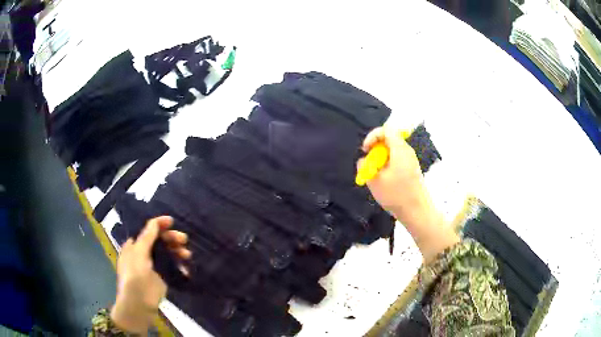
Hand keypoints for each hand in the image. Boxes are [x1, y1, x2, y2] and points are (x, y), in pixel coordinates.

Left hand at [110, 216, 190, 333]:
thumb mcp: (138, 255)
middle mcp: (143, 253)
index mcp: (134, 246)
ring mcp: (153, 266)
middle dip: (171, 238)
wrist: (139, 306)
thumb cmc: (134, 277)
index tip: (171, 221)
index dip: (158, 224)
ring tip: (187, 255)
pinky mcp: (162, 277)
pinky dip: (179, 266)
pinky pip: (172, 267)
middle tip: (183, 239)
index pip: (147, 230)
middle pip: (159, 240)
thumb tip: (154, 222)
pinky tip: (185, 269)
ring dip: (177, 251)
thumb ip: (147, 238)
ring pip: (167, 253)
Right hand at [359, 126, 458, 261]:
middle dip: (375, 148)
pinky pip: (397, 159)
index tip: (365, 150)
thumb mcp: (374, 181)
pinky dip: (387, 165)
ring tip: (375, 173)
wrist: (417, 211)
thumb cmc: (396, 195)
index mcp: (400, 149)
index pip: (386, 129)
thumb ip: (364, 166)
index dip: (372, 136)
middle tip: (369, 163)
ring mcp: (411, 160)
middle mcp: (407, 151)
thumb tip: (364, 160)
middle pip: (389, 139)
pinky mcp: (412, 169)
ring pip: (392, 150)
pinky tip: (384, 180)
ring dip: (381, 158)